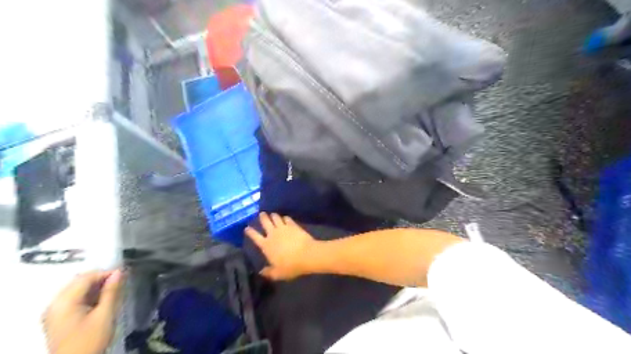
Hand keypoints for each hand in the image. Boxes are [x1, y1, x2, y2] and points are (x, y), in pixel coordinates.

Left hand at [42, 270, 124, 351]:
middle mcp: (54, 304)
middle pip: (78, 282)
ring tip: (114, 290)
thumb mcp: (105, 315)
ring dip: (95, 287)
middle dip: (100, 279)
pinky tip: (101, 300)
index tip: (125, 274)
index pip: (86, 278)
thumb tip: (119, 272)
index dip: (106, 273)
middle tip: (120, 281)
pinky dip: (88, 295)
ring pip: (76, 290)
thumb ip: (111, 291)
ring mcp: (54, 312)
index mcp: (64, 302)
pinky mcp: (57, 319)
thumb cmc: (90, 340)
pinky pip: (73, 299)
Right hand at [243, 212, 317, 279]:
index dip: (250, 231)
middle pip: (265, 222)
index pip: (255, 236)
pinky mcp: (293, 225)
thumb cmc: (291, 266)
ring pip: (275, 218)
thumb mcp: (278, 273)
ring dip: (273, 215)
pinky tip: (285, 218)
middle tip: (261, 214)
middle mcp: (272, 234)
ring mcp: (283, 228)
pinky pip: (287, 219)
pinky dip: (285, 218)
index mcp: (266, 245)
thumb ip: (269, 272)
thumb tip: (261, 272)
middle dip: (262, 217)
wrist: (307, 254)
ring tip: (272, 214)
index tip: (247, 227)